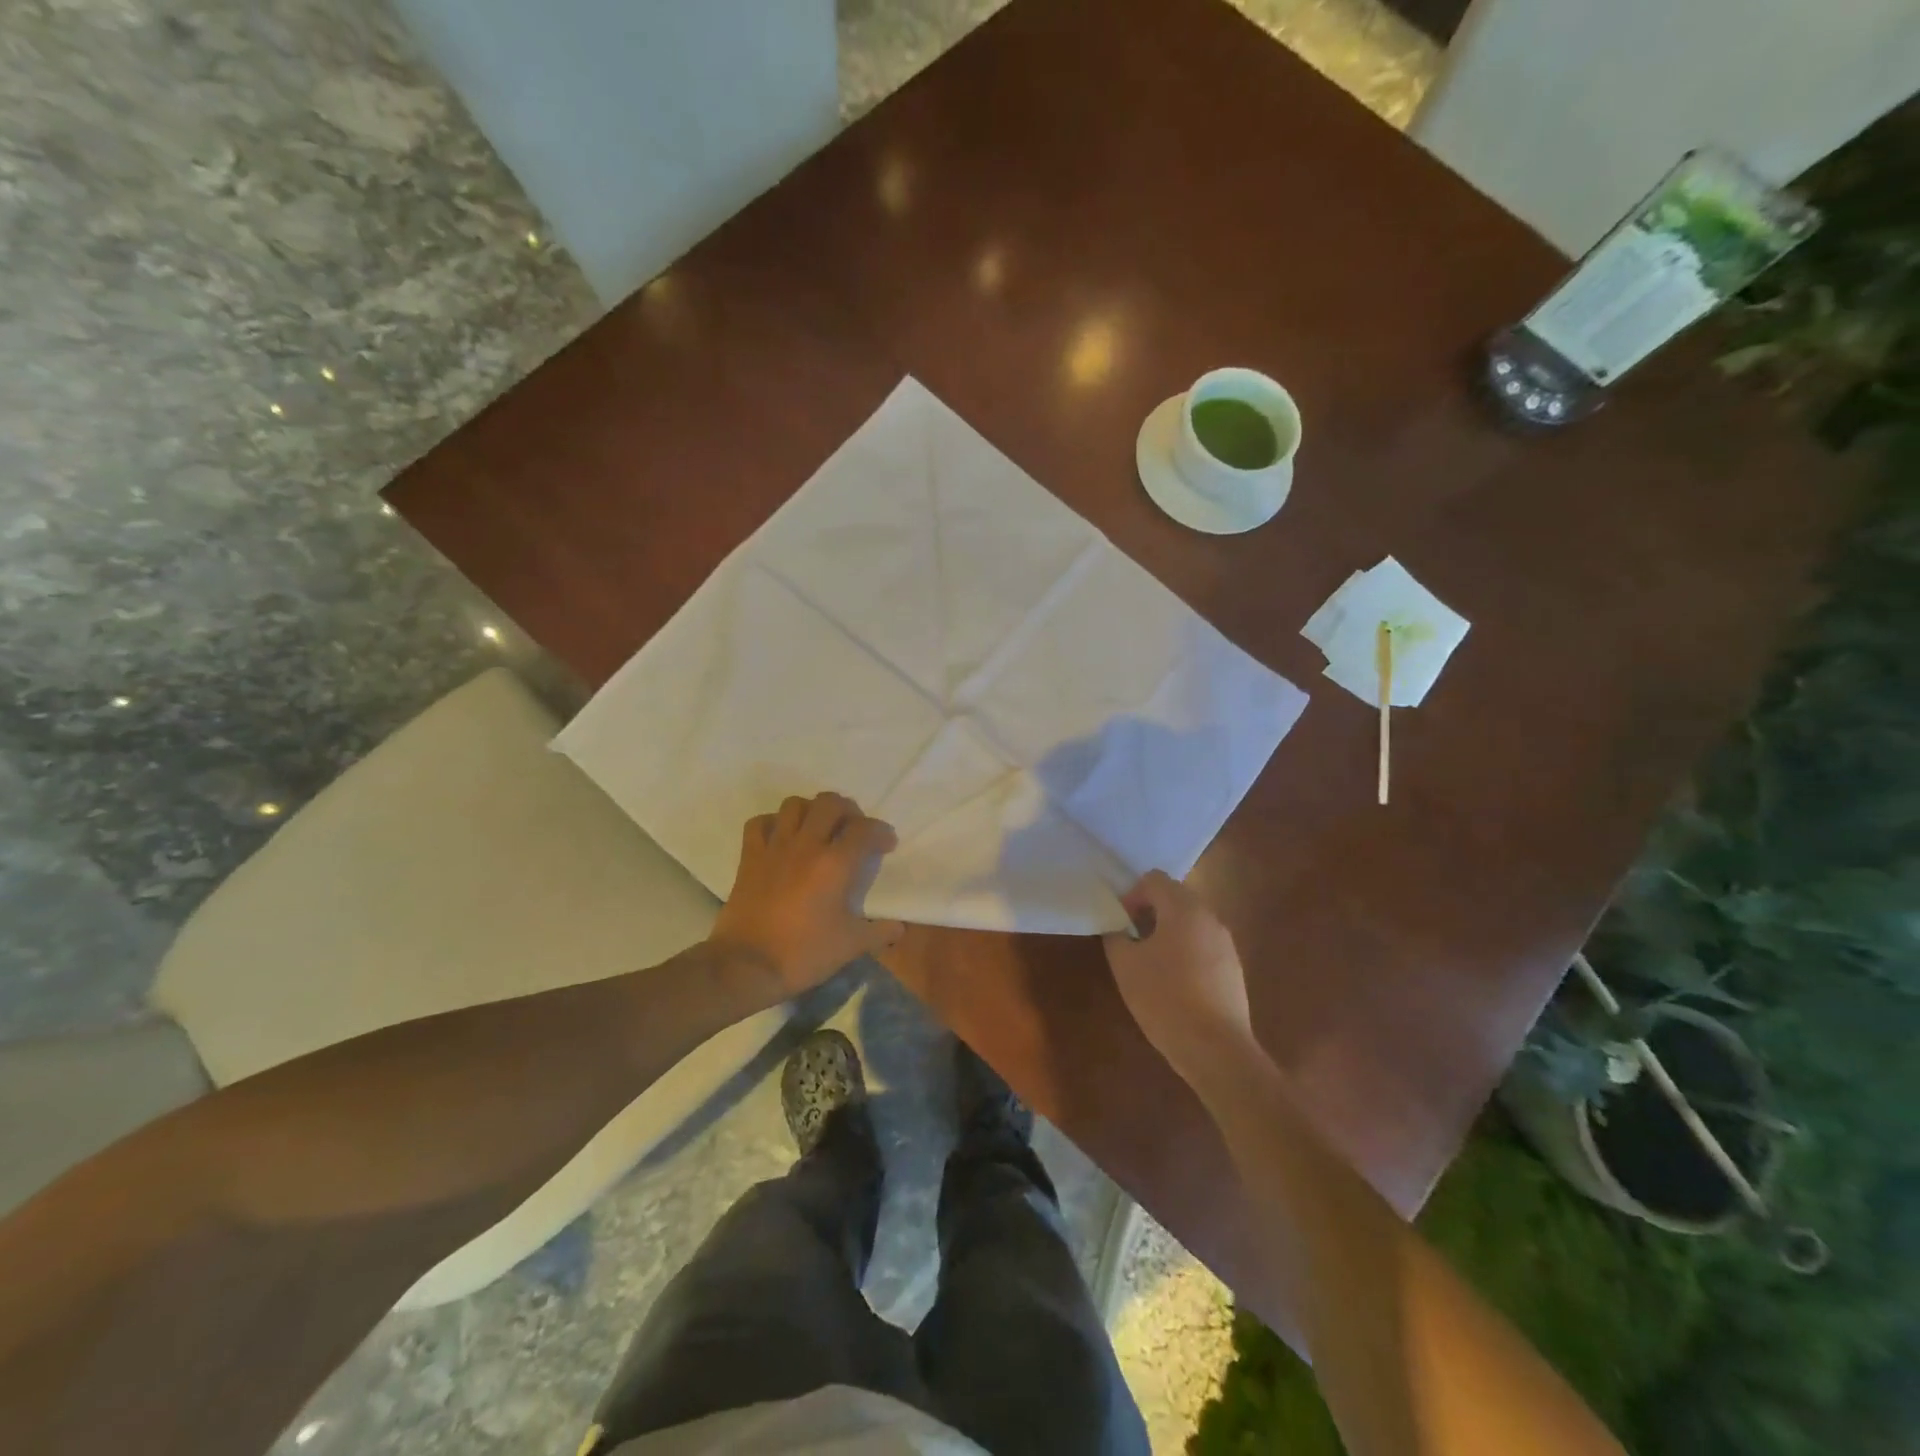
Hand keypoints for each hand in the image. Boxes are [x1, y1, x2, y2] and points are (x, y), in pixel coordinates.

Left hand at [710, 793, 905, 998]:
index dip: (881, 832)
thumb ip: (879, 932)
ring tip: (818, 827)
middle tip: (853, 828)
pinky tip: (781, 836)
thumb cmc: (803, 953)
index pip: (865, 829)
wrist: (746, 965)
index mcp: (835, 864)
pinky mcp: (749, 857)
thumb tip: (899, 928)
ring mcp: (775, 848)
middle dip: (848, 810)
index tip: (886, 845)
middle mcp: (806, 845)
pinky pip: (759, 823)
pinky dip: (773, 823)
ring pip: (794, 805)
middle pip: (829, 803)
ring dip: (811, 810)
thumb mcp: (850, 946)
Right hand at [1102, 870, 1258, 1088]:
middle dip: (1150, 911)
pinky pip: (1204, 945)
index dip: (1132, 895)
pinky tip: (1174, 983)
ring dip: (1168, 931)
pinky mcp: (1234, 969)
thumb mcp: (1125, 965)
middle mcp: (1210, 918)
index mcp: (1184, 909)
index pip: (1154, 879)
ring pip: (1191, 922)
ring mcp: (1226, 944)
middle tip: (1131, 939)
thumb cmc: (1164, 999)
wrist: (1215, 1049)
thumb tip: (1119, 928)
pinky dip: (1186, 951)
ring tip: (1150, 963)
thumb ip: (1117, 936)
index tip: (1121, 923)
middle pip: (1176, 897)